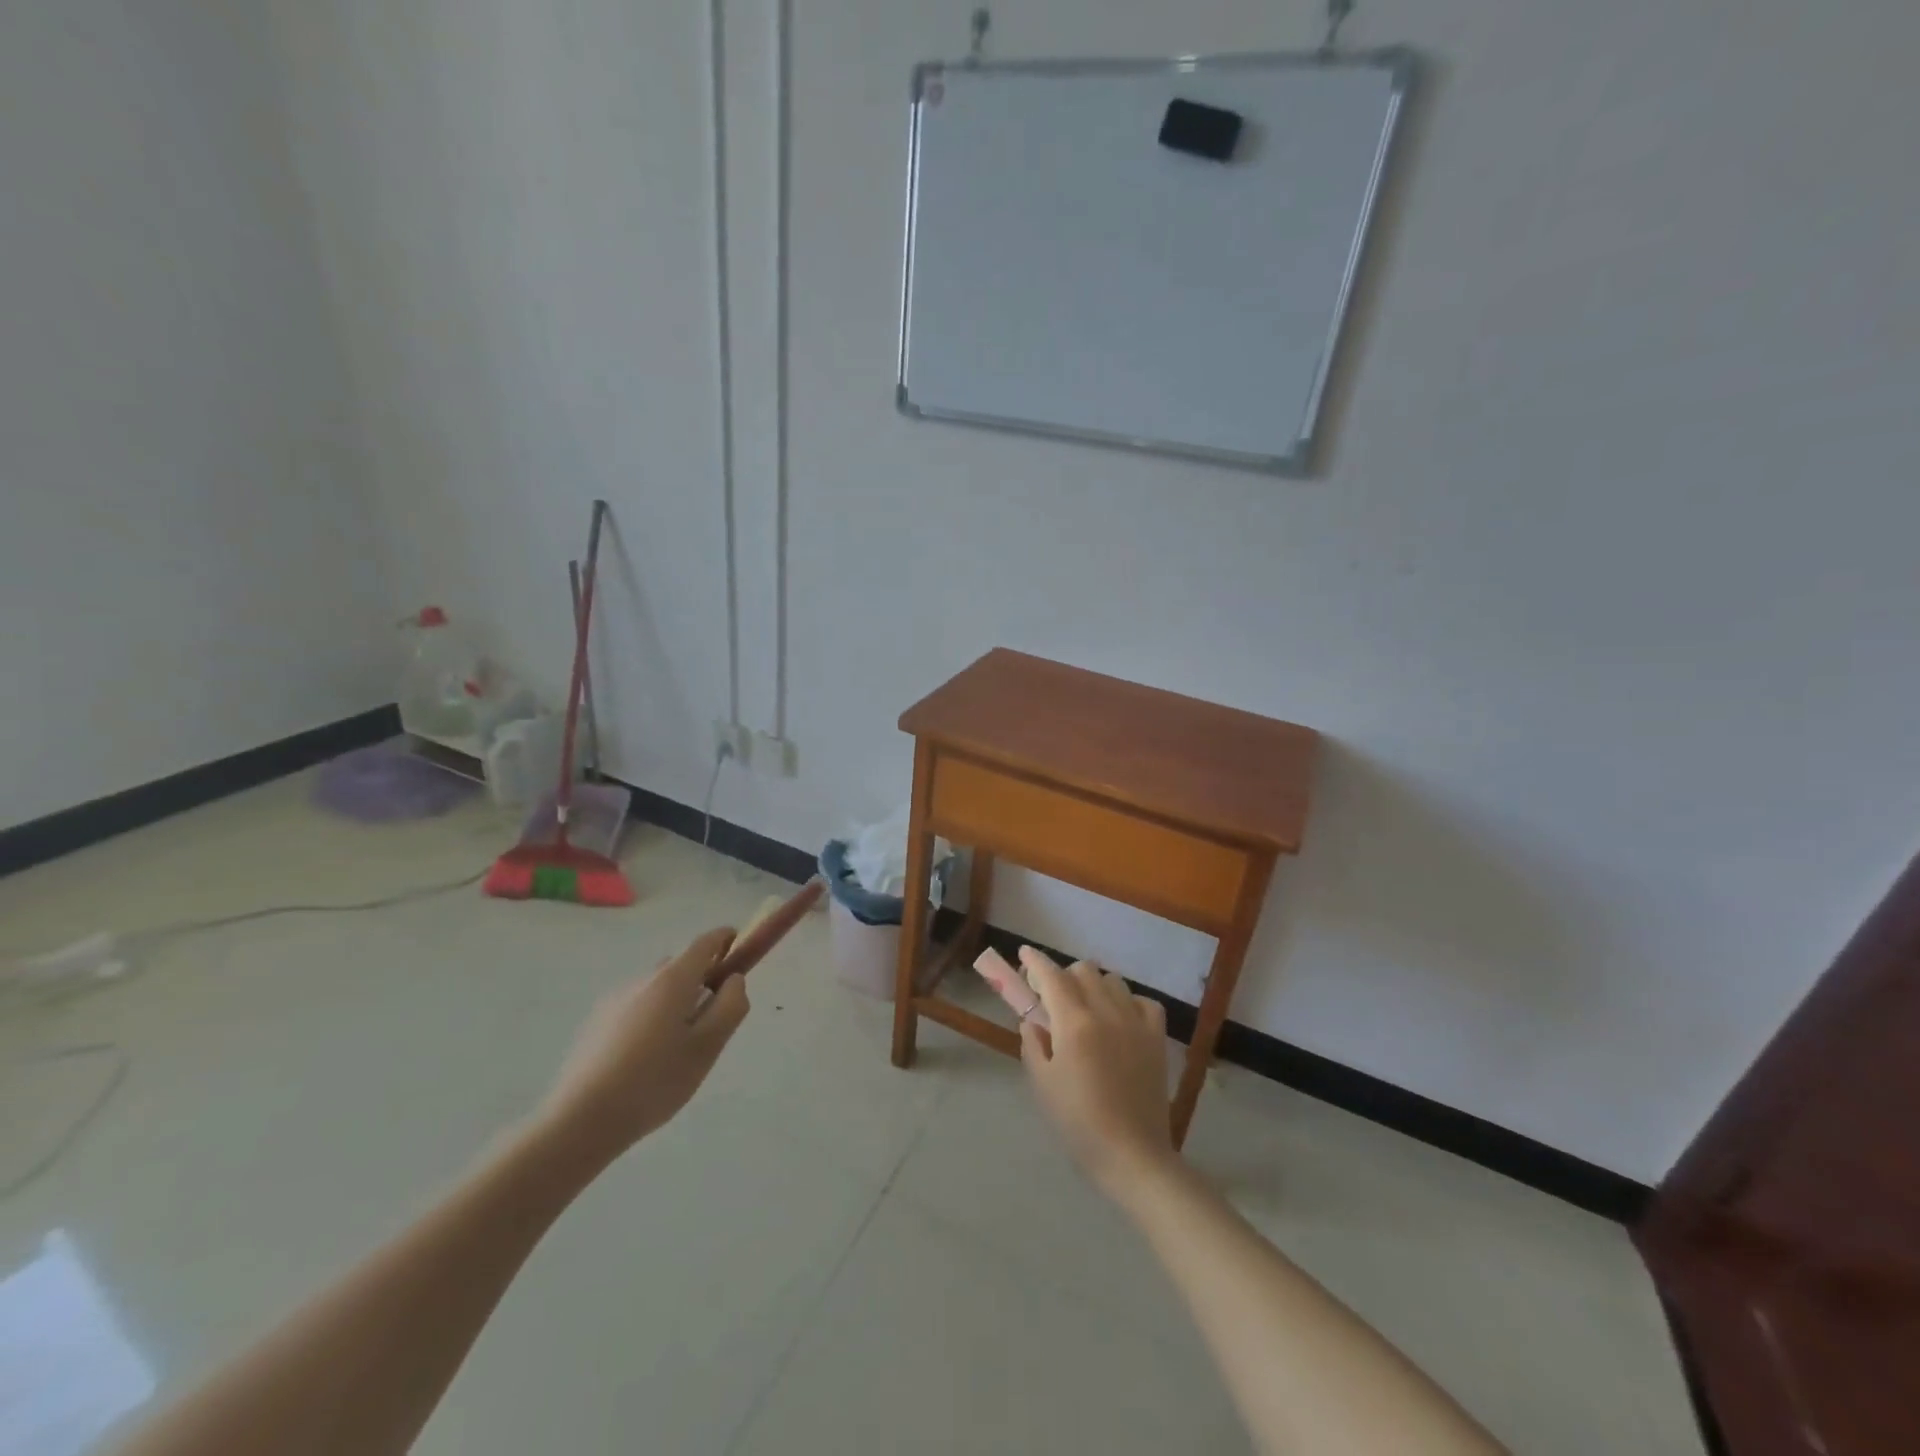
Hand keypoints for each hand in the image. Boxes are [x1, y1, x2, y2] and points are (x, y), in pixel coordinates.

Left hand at [537, 927, 748, 1163]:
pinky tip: (646, 1059)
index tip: (739, 947)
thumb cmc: (654, 1081)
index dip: (725, 939)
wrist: (580, 1121)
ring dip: (675, 1001)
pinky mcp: (596, 1023)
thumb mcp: (707, 1047)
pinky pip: (635, 1007)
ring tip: (678, 1047)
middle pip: (680, 966)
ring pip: (656, 989)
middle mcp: (642, 980)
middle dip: (701, 979)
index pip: (705, 943)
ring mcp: (614, 1000)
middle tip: (713, 1018)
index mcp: (672, 980)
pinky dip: (651, 1018)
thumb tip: (734, 979)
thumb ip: (730, 1006)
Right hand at [1018, 947, 1178, 1193]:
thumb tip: (1033, 1021)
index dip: (1035, 961)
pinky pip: (1142, 1001)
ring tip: (1085, 1007)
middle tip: (1051, 996)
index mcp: (1074, 1023)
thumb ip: (1033, 1044)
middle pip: (1083, 970)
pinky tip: (1119, 1019)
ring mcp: (1135, 1022)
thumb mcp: (1042, 1084)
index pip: (1051, 976)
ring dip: (1093, 985)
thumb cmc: (1079, 1123)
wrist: (1133, 1156)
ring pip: (1112, 980)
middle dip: (1063, 975)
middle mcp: (1106, 1011)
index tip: (1024, 953)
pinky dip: (1127, 1001)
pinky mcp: (1156, 1037)